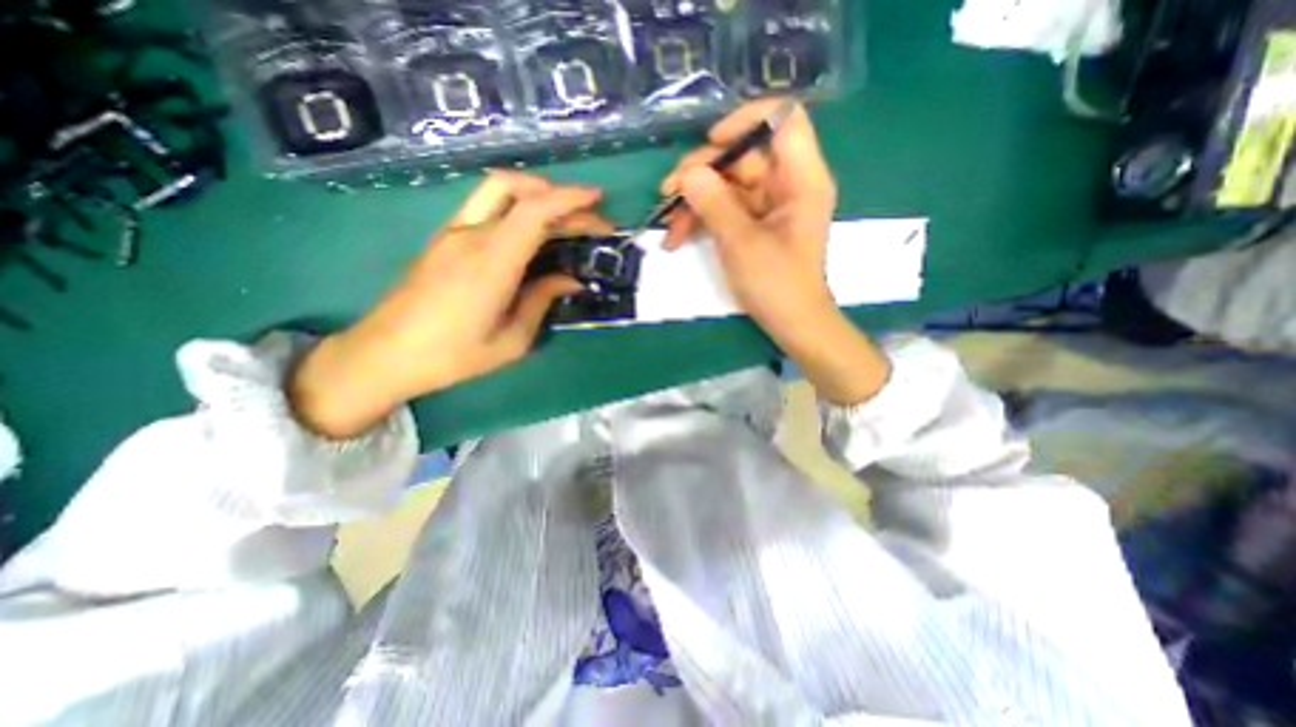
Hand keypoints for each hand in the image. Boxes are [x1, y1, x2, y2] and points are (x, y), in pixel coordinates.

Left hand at [289, 171, 612, 436]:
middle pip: (518, 191)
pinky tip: (533, 231)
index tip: (598, 202)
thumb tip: (570, 280)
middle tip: (592, 221)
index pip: (533, 211)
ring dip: (537, 194)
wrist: (384, 354)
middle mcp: (471, 236)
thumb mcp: (511, 340)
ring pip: (498, 190)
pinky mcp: (446, 239)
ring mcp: (453, 233)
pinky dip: (518, 207)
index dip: (568, 199)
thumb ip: (542, 301)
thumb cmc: (453, 355)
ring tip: (565, 217)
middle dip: (562, 199)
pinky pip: (487, 207)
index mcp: (491, 263)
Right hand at [659, 97, 891, 401]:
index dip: (745, 120)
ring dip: (694, 202)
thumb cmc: (777, 285)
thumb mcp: (742, 244)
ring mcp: (769, 206)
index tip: (712, 143)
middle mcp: (786, 184)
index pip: (782, 119)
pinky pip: (726, 209)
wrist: (792, 323)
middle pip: (742, 156)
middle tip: (668, 192)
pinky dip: (702, 219)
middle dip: (702, 172)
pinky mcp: (755, 224)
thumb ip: (715, 204)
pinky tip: (678, 237)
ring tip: (667, 225)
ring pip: (727, 185)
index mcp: (800, 179)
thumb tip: (689, 175)